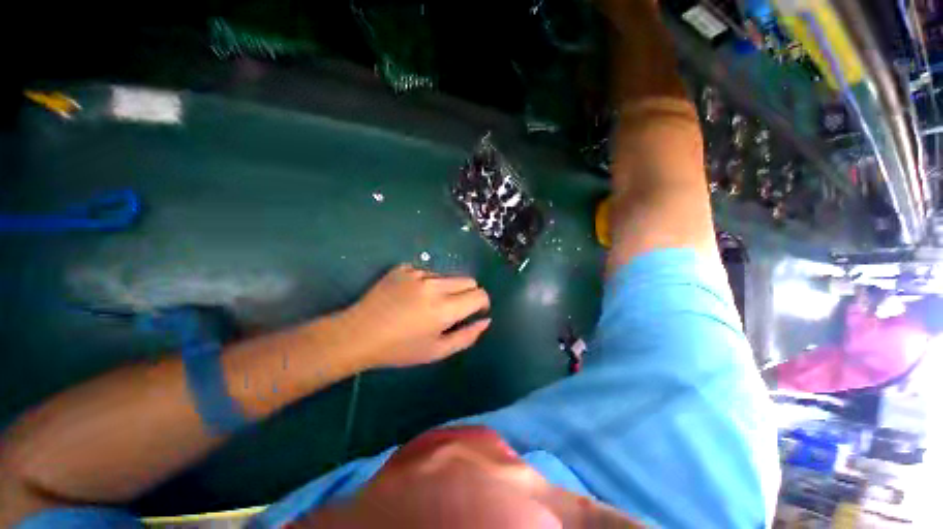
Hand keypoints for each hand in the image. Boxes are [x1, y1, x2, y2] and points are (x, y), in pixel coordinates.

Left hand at [343, 265, 490, 367]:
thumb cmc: (399, 349)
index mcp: (445, 308)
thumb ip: (467, 336)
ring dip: (447, 289)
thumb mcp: (437, 352)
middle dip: (468, 294)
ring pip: (448, 276)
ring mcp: (418, 273)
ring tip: (427, 305)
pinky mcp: (404, 268)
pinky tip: (411, 297)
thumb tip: (486, 320)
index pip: (479, 294)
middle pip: (468, 280)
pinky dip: (427, 283)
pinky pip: (427, 272)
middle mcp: (434, 285)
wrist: (358, 334)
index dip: (482, 303)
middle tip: (453, 310)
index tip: (475, 312)